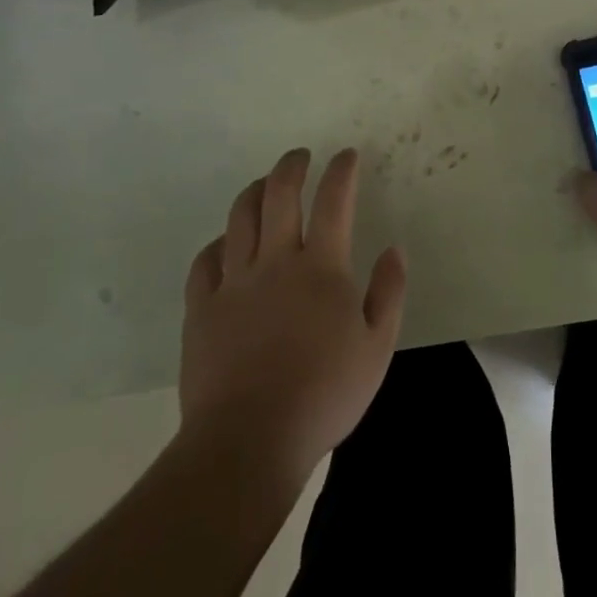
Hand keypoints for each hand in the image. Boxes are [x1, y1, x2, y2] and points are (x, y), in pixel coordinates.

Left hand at [178, 148, 405, 486]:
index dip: (341, 171)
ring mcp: (234, 282)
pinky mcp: (202, 308)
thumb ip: (388, 292)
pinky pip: (206, 261)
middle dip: (292, 166)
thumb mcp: (377, 347)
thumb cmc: (324, 394)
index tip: (346, 155)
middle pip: (279, 195)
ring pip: (240, 217)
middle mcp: (275, 261)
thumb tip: (394, 249)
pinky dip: (218, 243)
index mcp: (321, 267)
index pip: (333, 201)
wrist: (249, 441)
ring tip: (263, 184)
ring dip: (254, 191)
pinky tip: (225, 244)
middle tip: (300, 156)